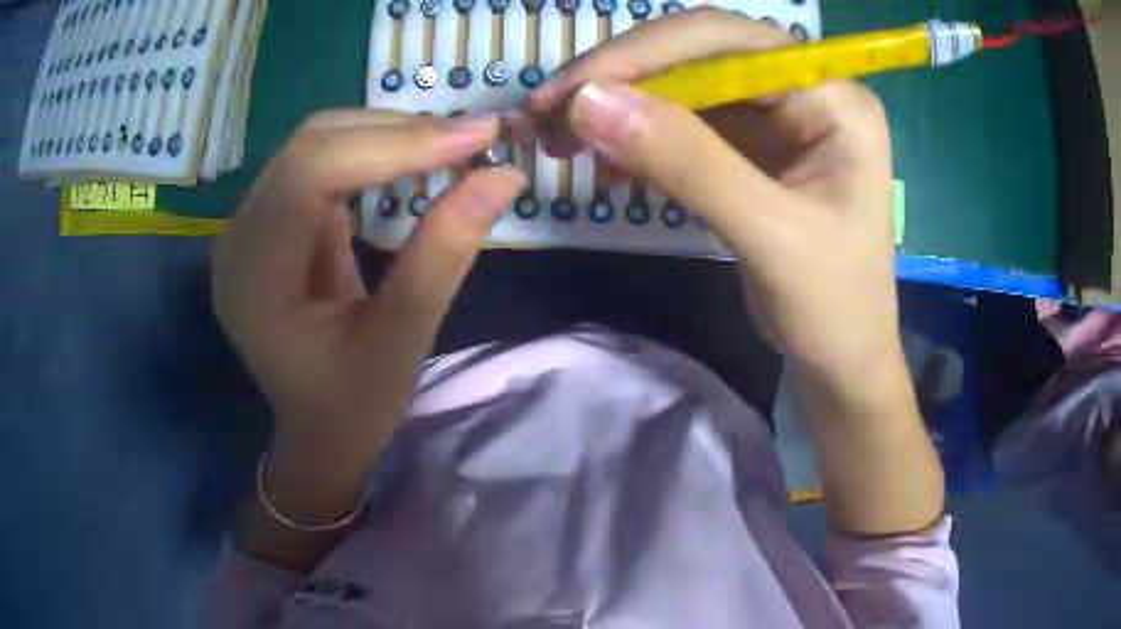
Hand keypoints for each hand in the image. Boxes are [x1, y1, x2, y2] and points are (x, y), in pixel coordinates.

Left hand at [213, 110, 523, 563]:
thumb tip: (504, 176)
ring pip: (316, 143)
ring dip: (386, 135)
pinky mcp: (271, 221)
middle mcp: (238, 238)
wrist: (317, 433)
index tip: (478, 136)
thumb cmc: (352, 407)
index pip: (311, 174)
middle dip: (396, 131)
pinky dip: (372, 152)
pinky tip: (412, 161)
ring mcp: (249, 226)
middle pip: (311, 145)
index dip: (396, 143)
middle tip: (473, 139)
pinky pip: (319, 163)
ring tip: (450, 147)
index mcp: (253, 278)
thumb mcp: (402, 340)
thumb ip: (444, 253)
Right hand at [528, 9, 897, 380]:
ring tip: (559, 139)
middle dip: (621, 79)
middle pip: (698, 55)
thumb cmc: (832, 307)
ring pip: (682, 87)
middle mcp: (805, 89)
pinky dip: (638, 138)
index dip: (643, 54)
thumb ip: (687, 162)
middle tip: (548, 113)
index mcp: (832, 97)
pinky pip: (684, 124)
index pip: (726, 42)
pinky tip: (604, 161)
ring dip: (619, 107)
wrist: (842, 357)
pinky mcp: (753, 145)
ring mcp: (776, 115)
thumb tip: (588, 102)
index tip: (569, 90)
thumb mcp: (769, 236)